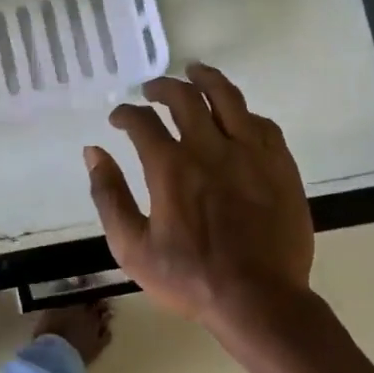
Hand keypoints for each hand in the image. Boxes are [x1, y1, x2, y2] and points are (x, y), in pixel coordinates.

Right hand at [85, 63, 314, 332]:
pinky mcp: (279, 164)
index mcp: (170, 166)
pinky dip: (243, 113)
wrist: (260, 300)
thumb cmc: (190, 277)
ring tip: (195, 71)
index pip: (142, 121)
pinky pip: (262, 124)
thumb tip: (93, 152)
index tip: (119, 118)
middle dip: (162, 87)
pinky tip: (236, 115)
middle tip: (152, 90)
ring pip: (227, 97)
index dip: (126, 114)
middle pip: (184, 97)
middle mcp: (209, 147)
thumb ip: (109, 196)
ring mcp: (249, 152)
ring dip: (206, 79)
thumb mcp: (132, 247)